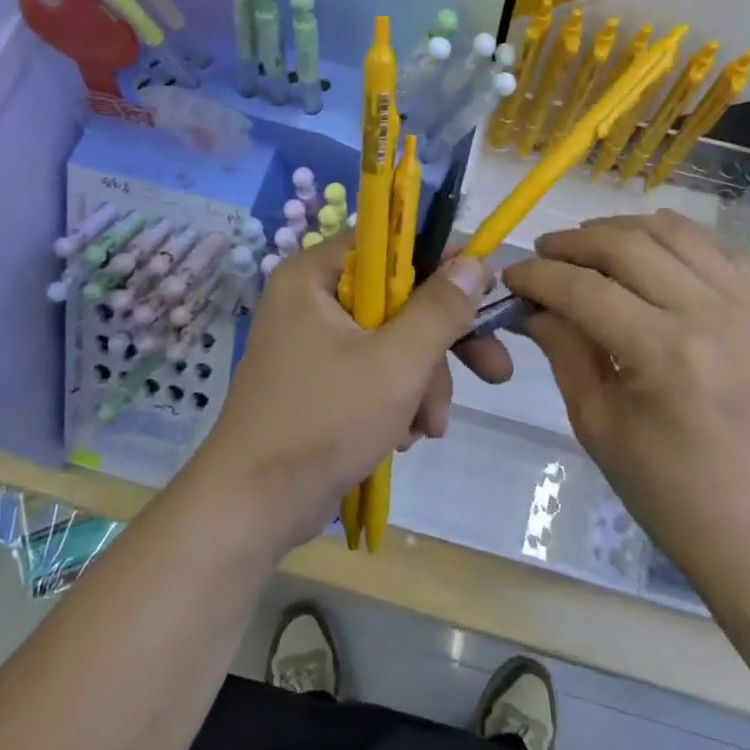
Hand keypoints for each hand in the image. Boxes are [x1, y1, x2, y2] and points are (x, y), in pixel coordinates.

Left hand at [185, 237, 492, 552]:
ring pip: (392, 342)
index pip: (389, 244)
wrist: (255, 505)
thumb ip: (440, 309)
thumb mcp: (396, 363)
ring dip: (423, 384)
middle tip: (495, 371)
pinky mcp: (319, 382)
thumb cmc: (324, 421)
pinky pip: (373, 373)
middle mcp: (311, 300)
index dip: (441, 263)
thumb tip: (474, 261)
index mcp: (315, 276)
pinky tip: (403, 437)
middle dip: (441, 346)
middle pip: (398, 300)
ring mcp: (313, 343)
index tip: (485, 290)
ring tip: (428, 427)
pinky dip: (397, 401)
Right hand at [495, 211, 749, 580]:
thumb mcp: (597, 425)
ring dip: (623, 230)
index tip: (511, 275)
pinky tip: (649, 258)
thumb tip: (531, 305)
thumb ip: (564, 350)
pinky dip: (675, 243)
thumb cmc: (669, 493)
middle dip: (575, 242)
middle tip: (545, 253)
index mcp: (668, 356)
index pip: (585, 290)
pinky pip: (719, 251)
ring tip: (591, 246)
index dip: (539, 276)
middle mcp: (716, 317)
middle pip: (629, 245)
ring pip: (677, 233)